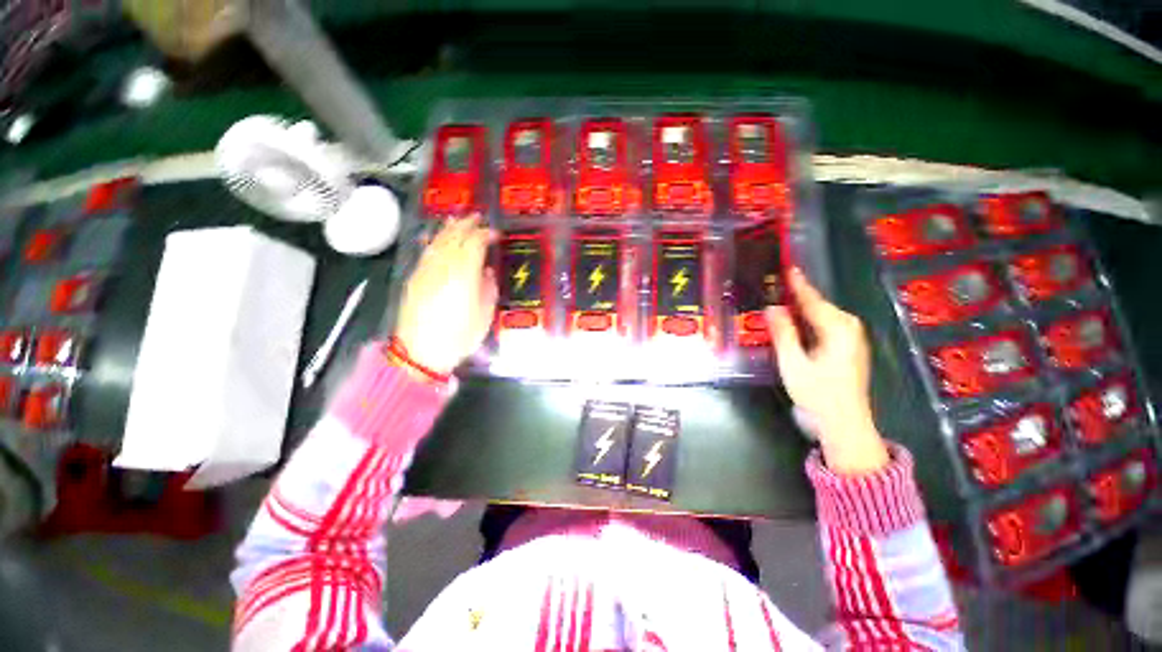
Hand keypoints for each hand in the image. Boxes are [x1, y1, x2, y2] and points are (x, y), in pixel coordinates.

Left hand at [393, 216, 497, 376]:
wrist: (420, 351)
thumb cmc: (459, 336)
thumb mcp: (484, 315)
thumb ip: (488, 289)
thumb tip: (487, 272)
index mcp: (465, 274)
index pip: (475, 244)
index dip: (485, 234)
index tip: (495, 233)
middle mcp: (444, 266)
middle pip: (455, 237)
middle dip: (467, 225)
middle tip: (477, 217)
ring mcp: (426, 271)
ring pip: (438, 241)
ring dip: (449, 229)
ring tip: (458, 220)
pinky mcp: (415, 278)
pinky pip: (425, 253)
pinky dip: (432, 241)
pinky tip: (434, 237)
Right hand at [765, 268, 888, 474]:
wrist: (844, 423)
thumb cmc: (817, 393)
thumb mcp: (793, 363)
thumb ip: (783, 333)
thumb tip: (772, 307)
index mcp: (837, 329)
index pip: (813, 301)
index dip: (798, 285)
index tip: (789, 267)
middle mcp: (849, 329)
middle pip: (820, 307)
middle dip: (799, 296)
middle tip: (777, 286)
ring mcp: (852, 340)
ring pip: (823, 316)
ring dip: (803, 309)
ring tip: (783, 300)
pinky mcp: (849, 349)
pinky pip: (826, 326)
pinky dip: (810, 321)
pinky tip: (797, 323)